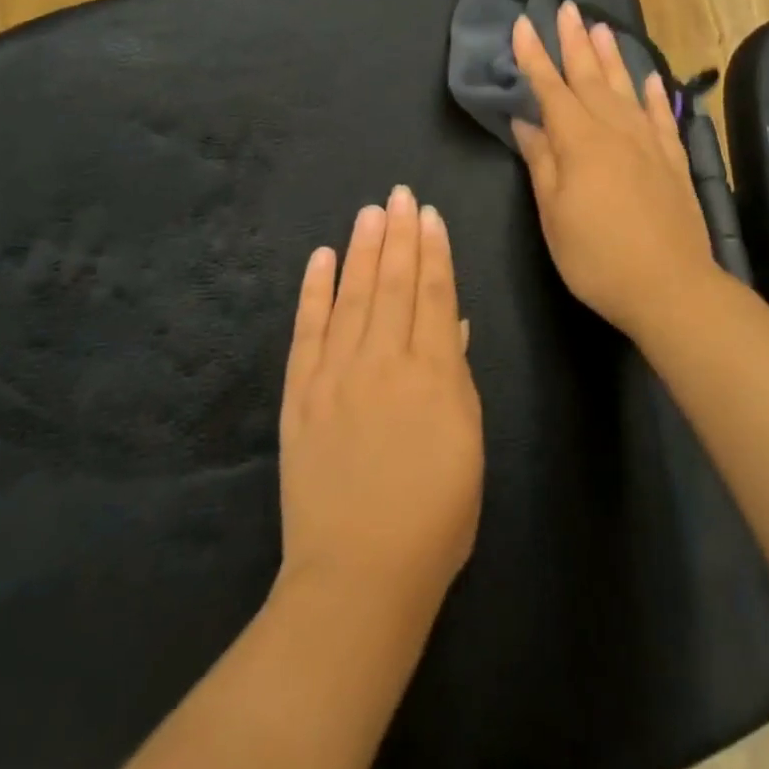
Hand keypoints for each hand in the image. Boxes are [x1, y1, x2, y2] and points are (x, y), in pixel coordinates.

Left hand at [277, 186, 483, 619]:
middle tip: (399, 194)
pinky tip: (322, 258)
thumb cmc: (434, 519)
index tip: (430, 214)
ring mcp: (336, 374)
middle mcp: (383, 361)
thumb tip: (452, 325)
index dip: (434, 252)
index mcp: (433, 375)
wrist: (358, 575)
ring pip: (353, 296)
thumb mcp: (468, 447)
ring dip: (363, 250)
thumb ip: (458, 379)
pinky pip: (308, 331)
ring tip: (370, 211)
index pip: (434, 296)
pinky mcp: (300, 394)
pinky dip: (314, 291)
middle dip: (399, 235)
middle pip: (393, 284)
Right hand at [511, 2, 718, 341]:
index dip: (534, 57)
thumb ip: (542, 162)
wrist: (669, 286)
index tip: (523, 23)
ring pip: (624, 88)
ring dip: (611, 55)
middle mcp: (615, 131)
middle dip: (574, 41)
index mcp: (579, 142)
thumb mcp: (554, 213)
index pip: (551, 89)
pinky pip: (660, 116)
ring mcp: (648, 143)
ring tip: (601, 25)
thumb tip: (526, 121)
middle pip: (590, 77)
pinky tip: (647, 76)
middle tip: (564, 7)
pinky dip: (651, 93)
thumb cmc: (596, 256)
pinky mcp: (673, 161)